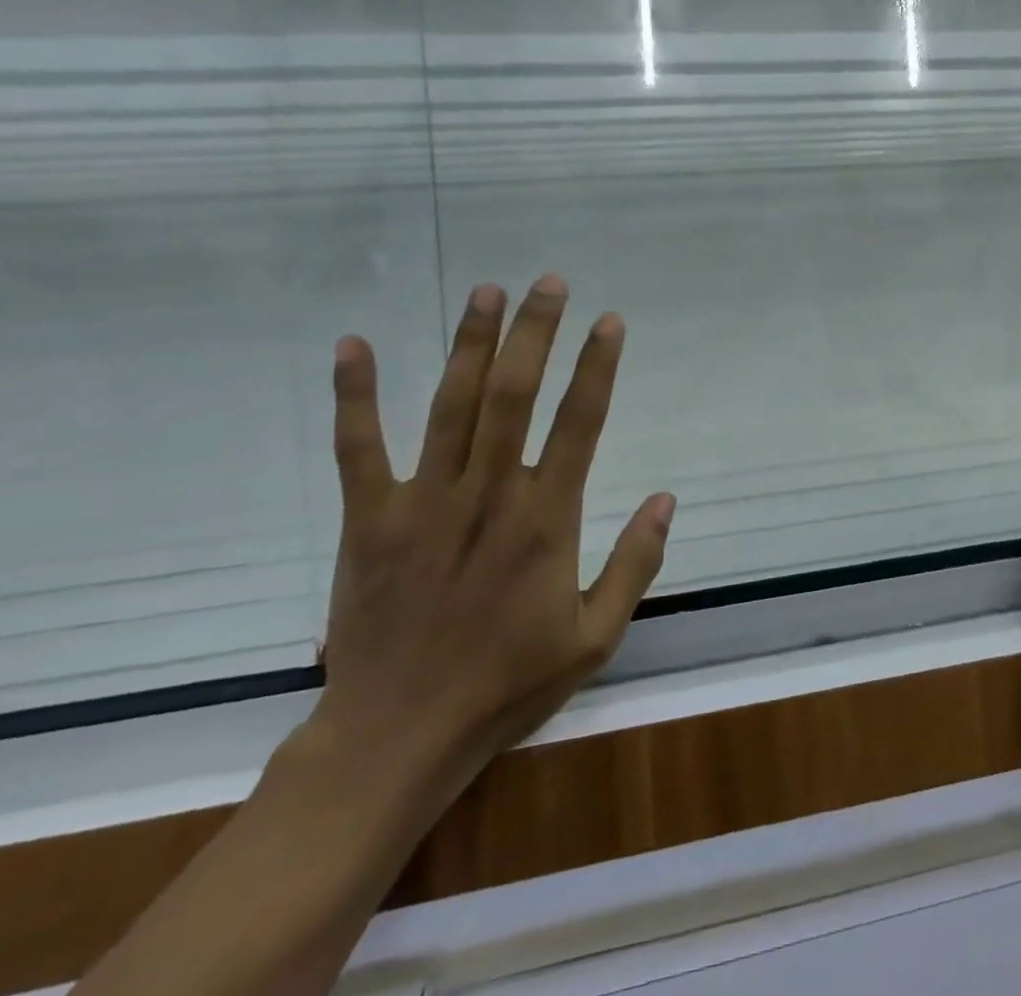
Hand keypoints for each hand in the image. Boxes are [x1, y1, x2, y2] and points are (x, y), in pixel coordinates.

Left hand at [316, 274, 673, 783]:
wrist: (397, 738)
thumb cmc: (507, 684)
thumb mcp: (595, 636)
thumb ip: (635, 562)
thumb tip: (666, 497)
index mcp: (545, 520)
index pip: (579, 424)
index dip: (597, 367)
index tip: (609, 322)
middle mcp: (488, 496)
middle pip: (514, 396)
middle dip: (535, 333)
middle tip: (549, 283)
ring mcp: (424, 503)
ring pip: (451, 406)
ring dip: (470, 343)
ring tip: (487, 291)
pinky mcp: (371, 520)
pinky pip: (359, 449)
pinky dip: (356, 395)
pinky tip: (354, 345)